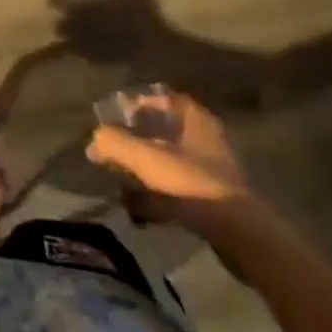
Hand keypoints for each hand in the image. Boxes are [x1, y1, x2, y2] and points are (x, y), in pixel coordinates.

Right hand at [86, 91, 252, 229]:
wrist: (236, 232)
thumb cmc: (189, 182)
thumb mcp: (144, 157)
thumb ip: (113, 142)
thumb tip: (94, 140)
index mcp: (195, 119)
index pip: (165, 98)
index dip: (139, 104)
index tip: (116, 117)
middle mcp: (206, 139)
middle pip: (165, 132)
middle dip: (138, 141)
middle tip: (114, 150)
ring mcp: (212, 171)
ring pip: (170, 163)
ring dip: (146, 172)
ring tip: (122, 183)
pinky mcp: (214, 201)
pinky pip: (178, 191)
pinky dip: (158, 197)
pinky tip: (140, 210)